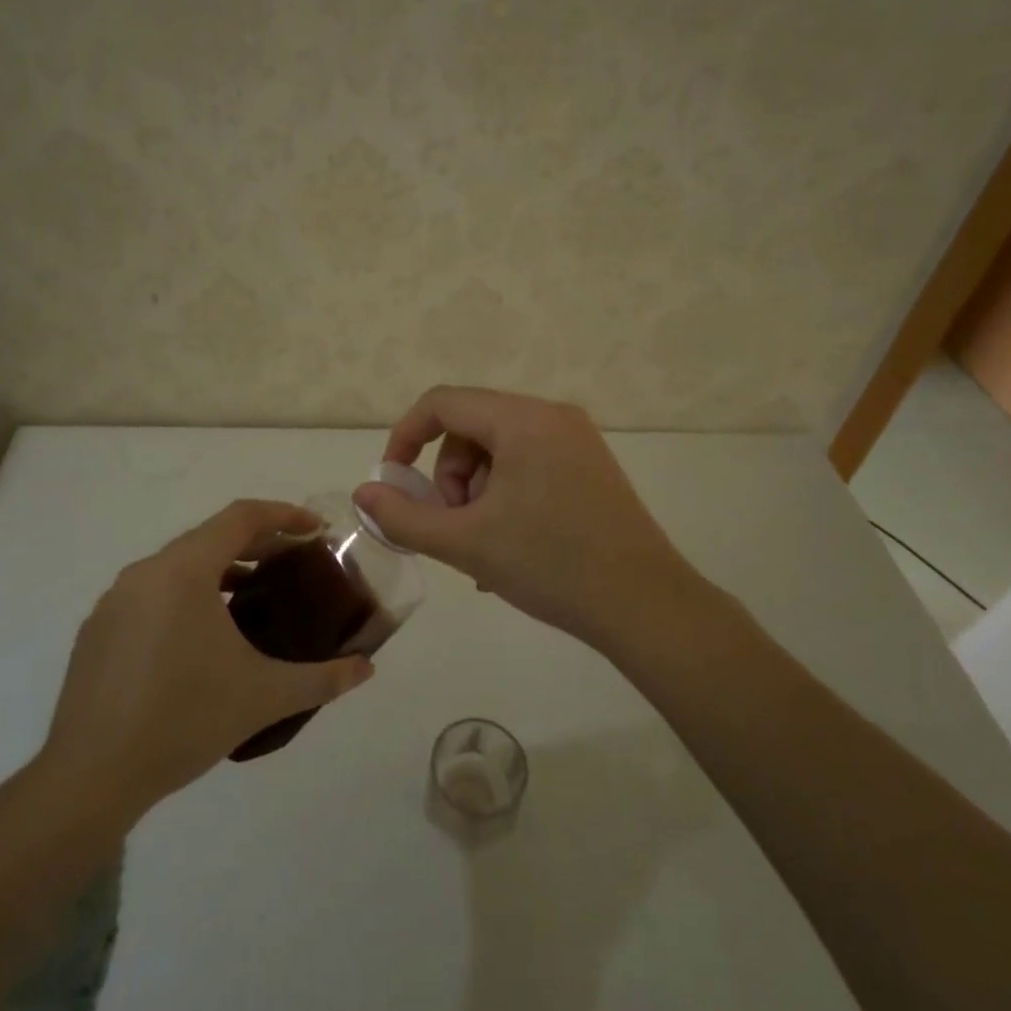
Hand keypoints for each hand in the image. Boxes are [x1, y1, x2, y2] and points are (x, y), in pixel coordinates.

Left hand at [38, 499, 373, 815]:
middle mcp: (145, 572)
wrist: (90, 779)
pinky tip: (204, 638)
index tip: (317, 529)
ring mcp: (115, 601)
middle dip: (257, 543)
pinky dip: (187, 595)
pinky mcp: (98, 631)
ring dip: (221, 570)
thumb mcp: (263, 697)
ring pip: (178, 565)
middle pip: (210, 537)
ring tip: (255, 596)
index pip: (241, 517)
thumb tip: (367, 668)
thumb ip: (322, 678)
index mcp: (183, 571)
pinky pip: (153, 593)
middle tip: (295, 563)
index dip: (284, 516)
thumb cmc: (183, 721)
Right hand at [352, 386, 713, 650]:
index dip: (405, 437)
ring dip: (476, 492)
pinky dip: (504, 496)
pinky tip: (509, 546)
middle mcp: (552, 416)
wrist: (646, 606)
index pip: (443, 403)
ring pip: (498, 450)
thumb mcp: (466, 543)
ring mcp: (577, 440)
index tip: (393, 482)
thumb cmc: (551, 565)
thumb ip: (404, 518)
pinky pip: (527, 465)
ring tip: (485, 546)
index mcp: (523, 419)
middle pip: (470, 427)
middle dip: (449, 477)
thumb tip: (363, 495)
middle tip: (455, 526)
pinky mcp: (590, 466)